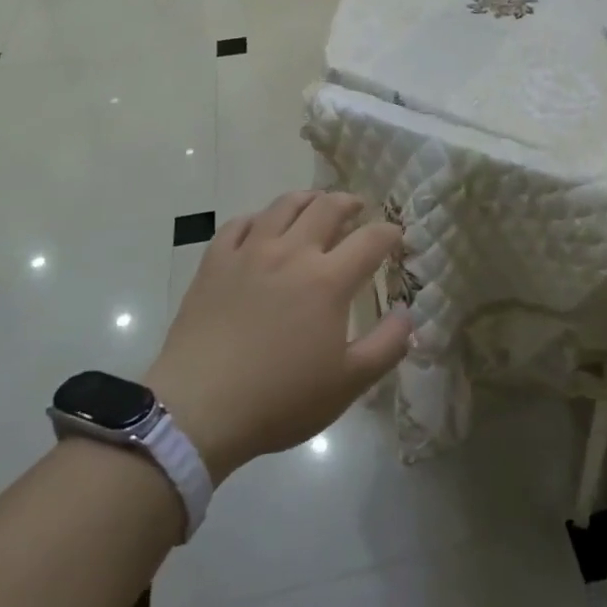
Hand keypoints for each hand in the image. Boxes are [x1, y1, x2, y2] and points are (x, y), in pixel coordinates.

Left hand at [146, 191, 410, 482]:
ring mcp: (249, 252)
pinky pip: (239, 223)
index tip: (396, 236)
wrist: (199, 408)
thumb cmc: (280, 399)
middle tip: (356, 209)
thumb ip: (386, 346)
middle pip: (326, 208)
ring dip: (306, 199)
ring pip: (283, 206)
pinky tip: (262, 226)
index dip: (389, 233)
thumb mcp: (348, 383)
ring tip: (315, 204)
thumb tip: (407, 314)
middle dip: (348, 203)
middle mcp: (291, 253)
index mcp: (328, 280)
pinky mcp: (215, 261)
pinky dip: (258, 218)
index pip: (370, 240)